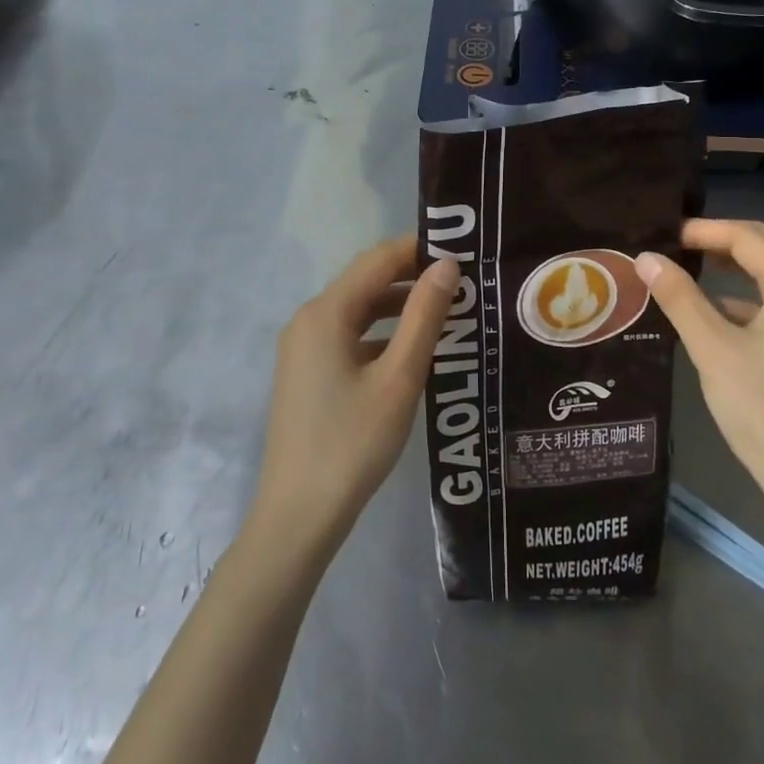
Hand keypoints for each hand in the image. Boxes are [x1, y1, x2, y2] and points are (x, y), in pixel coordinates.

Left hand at [250, 235, 456, 555]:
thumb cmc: (354, 442)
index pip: (378, 260)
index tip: (463, 250)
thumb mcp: (399, 377)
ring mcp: (303, 348)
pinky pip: (349, 336)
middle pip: (366, 282)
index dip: (419, 249)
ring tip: (448, 310)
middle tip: (463, 280)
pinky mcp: (307, 372)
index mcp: (326, 313)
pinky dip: (382, 333)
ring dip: (399, 306)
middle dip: (412, 276)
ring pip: (358, 310)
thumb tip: (447, 265)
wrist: (300, 514)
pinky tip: (413, 349)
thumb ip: (424, 316)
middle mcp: (308, 320)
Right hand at [637, 219, 763, 516]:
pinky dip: (754, 297)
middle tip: (706, 242)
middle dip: (748, 236)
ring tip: (707, 268)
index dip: (709, 232)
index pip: (752, 240)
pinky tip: (719, 315)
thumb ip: (680, 298)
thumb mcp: (713, 349)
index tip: (669, 235)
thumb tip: (647, 256)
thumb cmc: (762, 408)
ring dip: (753, 265)